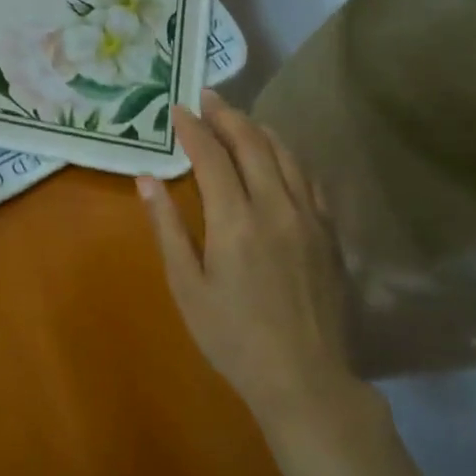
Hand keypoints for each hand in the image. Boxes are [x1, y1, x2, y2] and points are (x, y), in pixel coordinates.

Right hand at [136, 88, 370, 427]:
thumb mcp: (187, 286)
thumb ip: (167, 227)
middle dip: (228, 115)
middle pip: (253, 144)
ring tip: (240, 119)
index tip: (178, 108)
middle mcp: (276, 207)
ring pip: (287, 155)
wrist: (304, 378)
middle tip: (208, 97)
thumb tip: (147, 179)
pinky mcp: (329, 233)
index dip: (194, 128)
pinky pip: (309, 180)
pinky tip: (280, 158)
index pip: (212, 156)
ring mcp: (309, 218)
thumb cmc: (232, 337)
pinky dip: (289, 158)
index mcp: (236, 220)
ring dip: (260, 130)